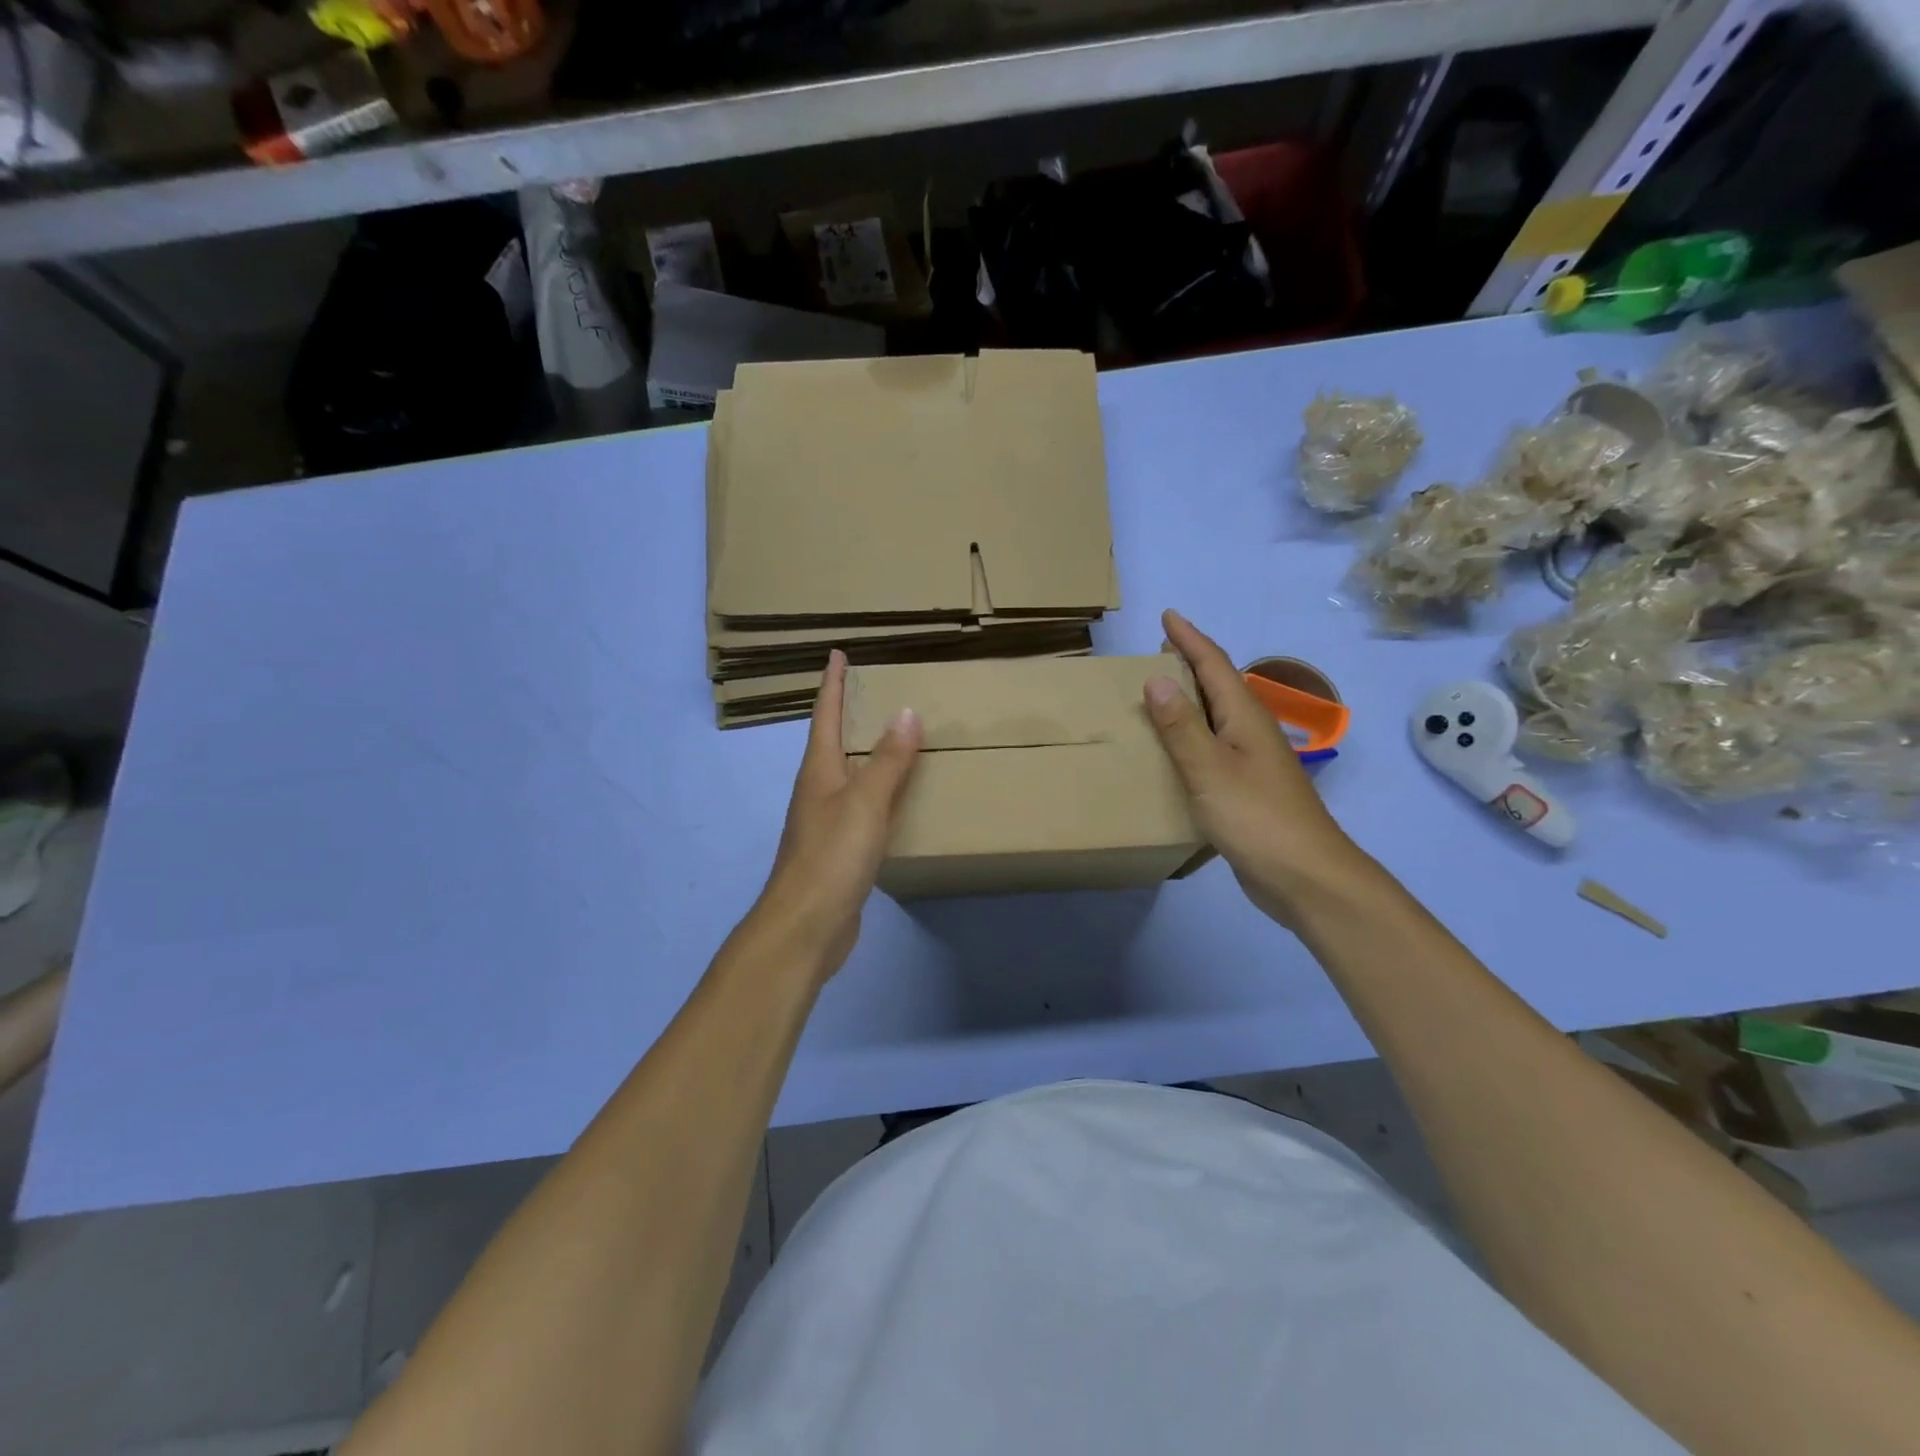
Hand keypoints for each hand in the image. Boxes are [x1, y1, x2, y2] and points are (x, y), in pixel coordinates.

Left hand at [753, 649, 921, 981]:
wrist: (806, 926)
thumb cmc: (831, 856)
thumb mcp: (865, 803)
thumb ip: (888, 760)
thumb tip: (906, 712)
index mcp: (819, 771)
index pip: (826, 716)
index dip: (832, 684)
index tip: (838, 654)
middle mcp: (818, 790)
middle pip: (834, 742)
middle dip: (851, 715)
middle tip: (877, 691)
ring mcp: (825, 822)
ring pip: (848, 776)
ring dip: (867, 754)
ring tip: (895, 738)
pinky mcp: (838, 850)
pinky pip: (862, 808)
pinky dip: (879, 793)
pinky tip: (898, 799)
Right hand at [1144, 610, 1361, 926]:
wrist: (1305, 876)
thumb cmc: (1256, 818)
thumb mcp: (1209, 769)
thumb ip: (1182, 726)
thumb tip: (1157, 678)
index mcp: (1244, 718)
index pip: (1215, 666)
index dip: (1190, 639)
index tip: (1167, 616)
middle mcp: (1251, 732)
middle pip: (1220, 686)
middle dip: (1192, 662)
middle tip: (1160, 648)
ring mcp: (1253, 762)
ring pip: (1218, 717)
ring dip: (1192, 698)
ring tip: (1161, 692)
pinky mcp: (1248, 789)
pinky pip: (1215, 747)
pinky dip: (1193, 736)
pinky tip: (1177, 750)